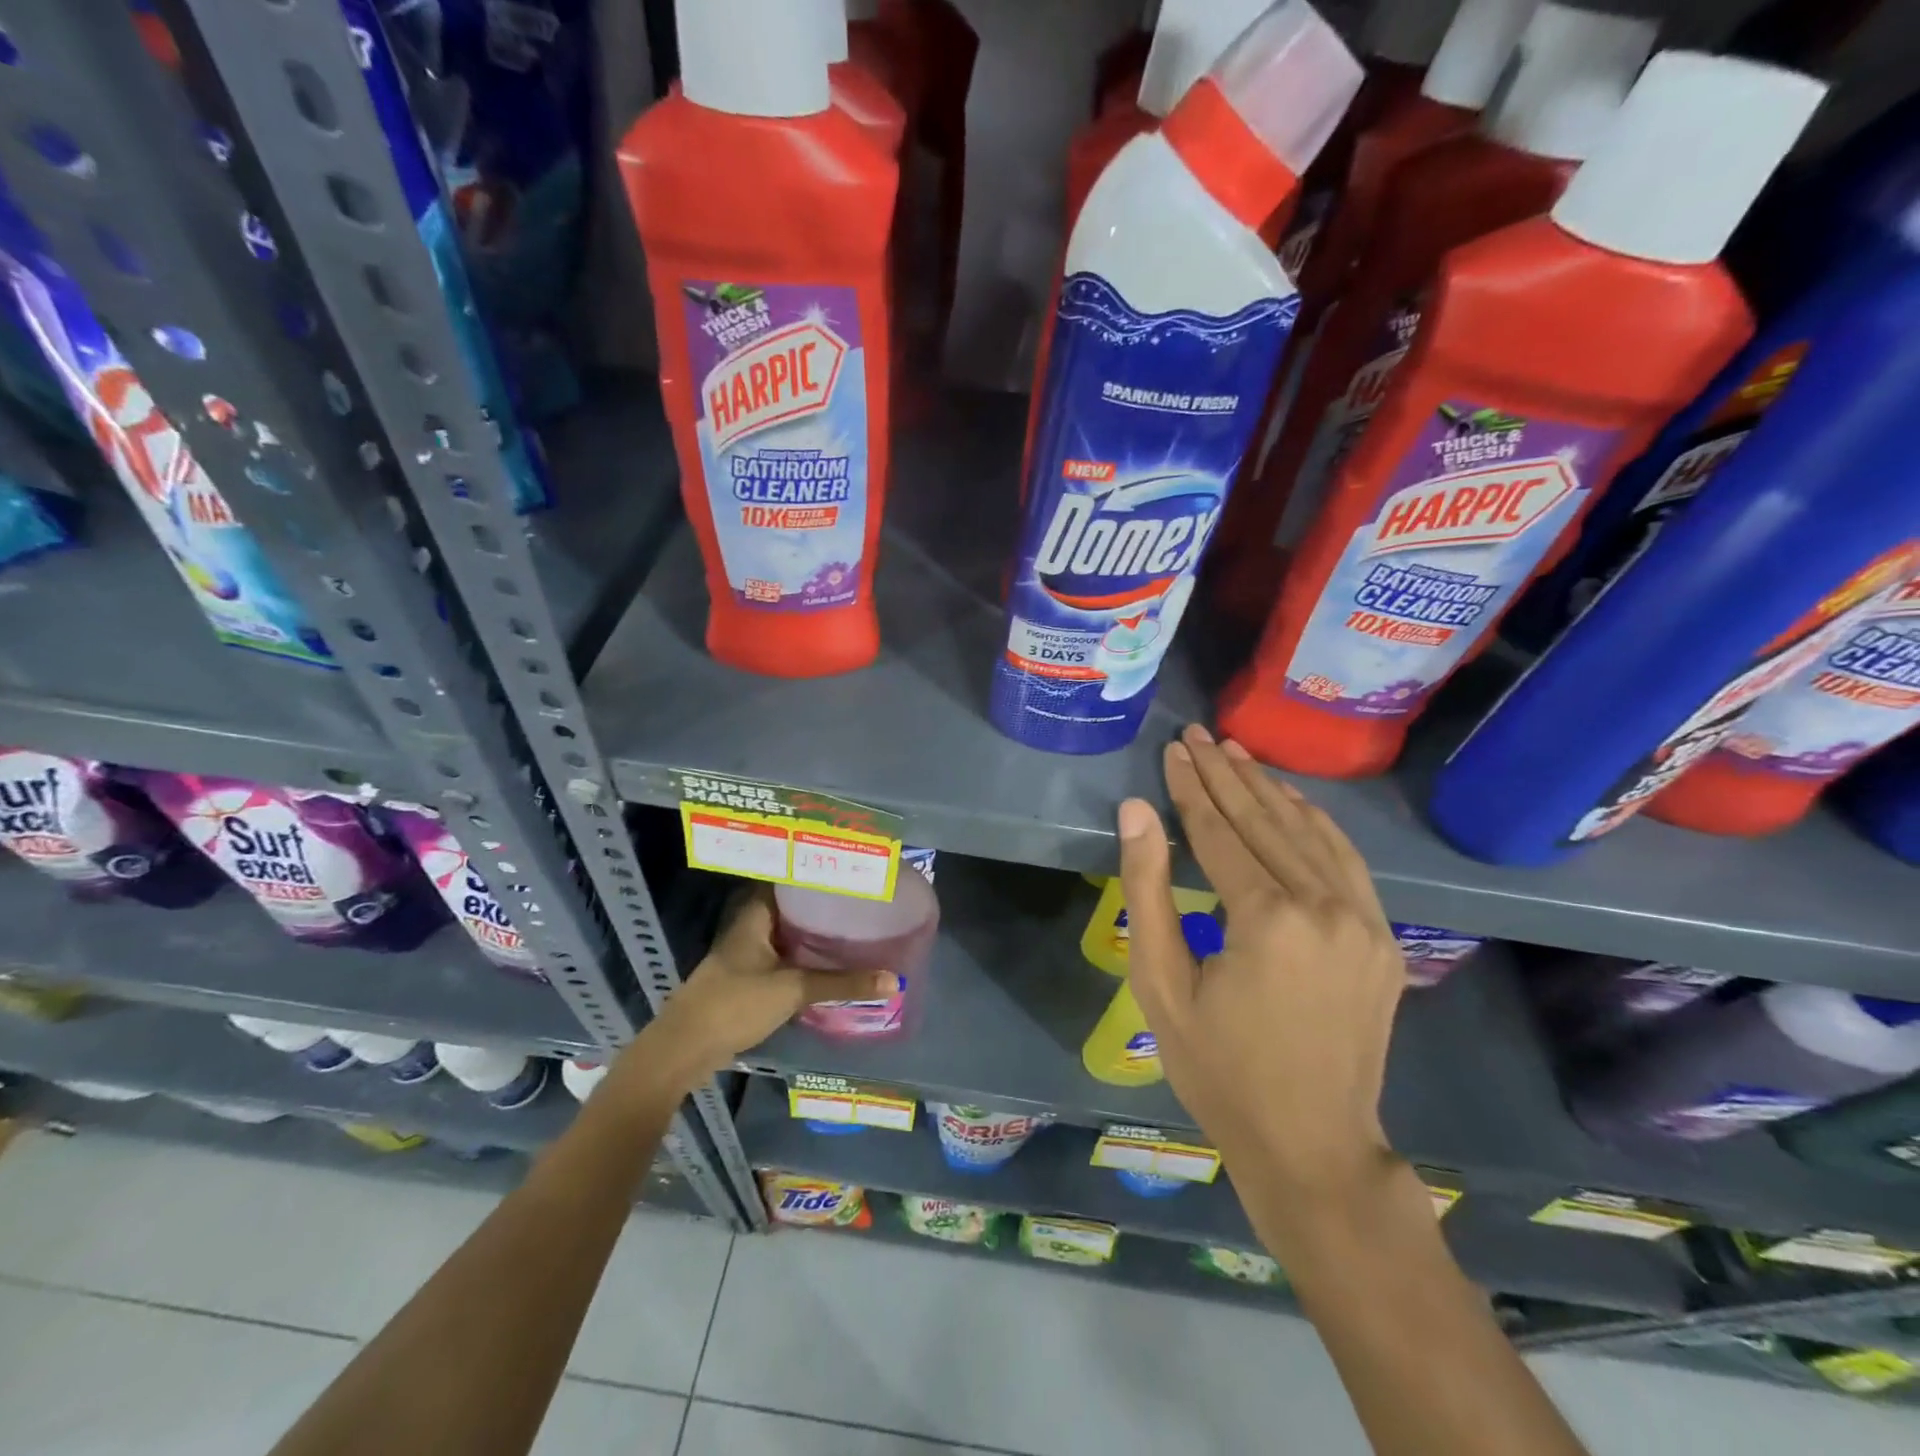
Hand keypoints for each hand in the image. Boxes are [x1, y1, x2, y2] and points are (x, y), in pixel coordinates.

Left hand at [642, 888, 891, 1082]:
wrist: (684, 1050)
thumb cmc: (735, 1004)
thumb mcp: (794, 989)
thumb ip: (842, 983)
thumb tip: (894, 980)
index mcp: (754, 915)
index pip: (786, 879)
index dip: (813, 873)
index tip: (846, 870)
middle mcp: (748, 928)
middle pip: (788, 906)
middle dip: (819, 904)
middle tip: (858, 899)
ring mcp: (745, 955)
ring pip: (785, 933)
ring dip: (811, 932)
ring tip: (851, 925)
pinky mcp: (746, 980)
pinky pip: (781, 957)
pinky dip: (803, 956)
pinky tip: (828, 961)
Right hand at [1118, 723, 1406, 1199]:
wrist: (1312, 1146)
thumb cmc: (1218, 1070)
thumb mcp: (1160, 983)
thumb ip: (1147, 890)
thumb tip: (1135, 812)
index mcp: (1268, 920)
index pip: (1220, 833)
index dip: (1192, 788)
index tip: (1174, 749)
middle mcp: (1325, 907)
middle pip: (1266, 822)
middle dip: (1227, 775)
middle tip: (1199, 735)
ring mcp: (1365, 921)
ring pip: (1310, 833)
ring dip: (1270, 790)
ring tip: (1237, 753)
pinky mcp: (1384, 938)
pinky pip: (1346, 861)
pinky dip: (1315, 823)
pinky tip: (1292, 800)